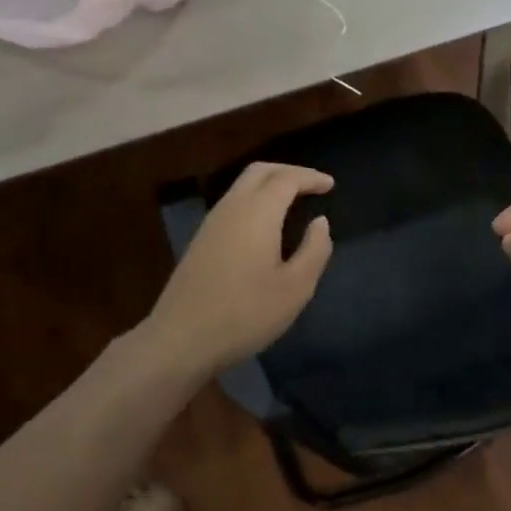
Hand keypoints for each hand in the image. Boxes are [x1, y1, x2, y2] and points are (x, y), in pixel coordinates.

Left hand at [146, 162, 334, 371]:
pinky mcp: (201, 240)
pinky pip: (233, 203)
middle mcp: (232, 207)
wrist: (180, 339)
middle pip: (260, 171)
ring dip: (270, 184)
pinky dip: (255, 199)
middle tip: (312, 185)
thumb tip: (320, 222)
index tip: (330, 185)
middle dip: (289, 172)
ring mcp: (212, 223)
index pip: (287, 179)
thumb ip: (314, 250)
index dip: (311, 177)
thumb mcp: (295, 288)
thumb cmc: (245, 314)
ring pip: (243, 186)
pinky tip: (265, 224)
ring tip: (293, 201)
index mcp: (258, 212)